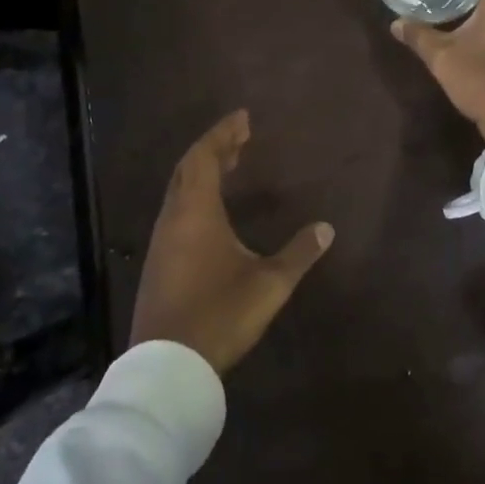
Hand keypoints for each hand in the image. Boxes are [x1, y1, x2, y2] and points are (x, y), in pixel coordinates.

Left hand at [130, 110, 334, 374]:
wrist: (168, 366)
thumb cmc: (220, 314)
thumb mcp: (269, 283)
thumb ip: (299, 253)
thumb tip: (326, 228)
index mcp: (196, 212)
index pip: (206, 157)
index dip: (223, 133)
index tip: (243, 117)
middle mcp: (174, 218)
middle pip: (189, 168)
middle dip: (214, 147)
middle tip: (241, 138)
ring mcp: (162, 241)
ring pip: (180, 190)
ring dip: (203, 171)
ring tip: (230, 165)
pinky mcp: (159, 262)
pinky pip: (177, 211)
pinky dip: (195, 195)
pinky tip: (212, 211)